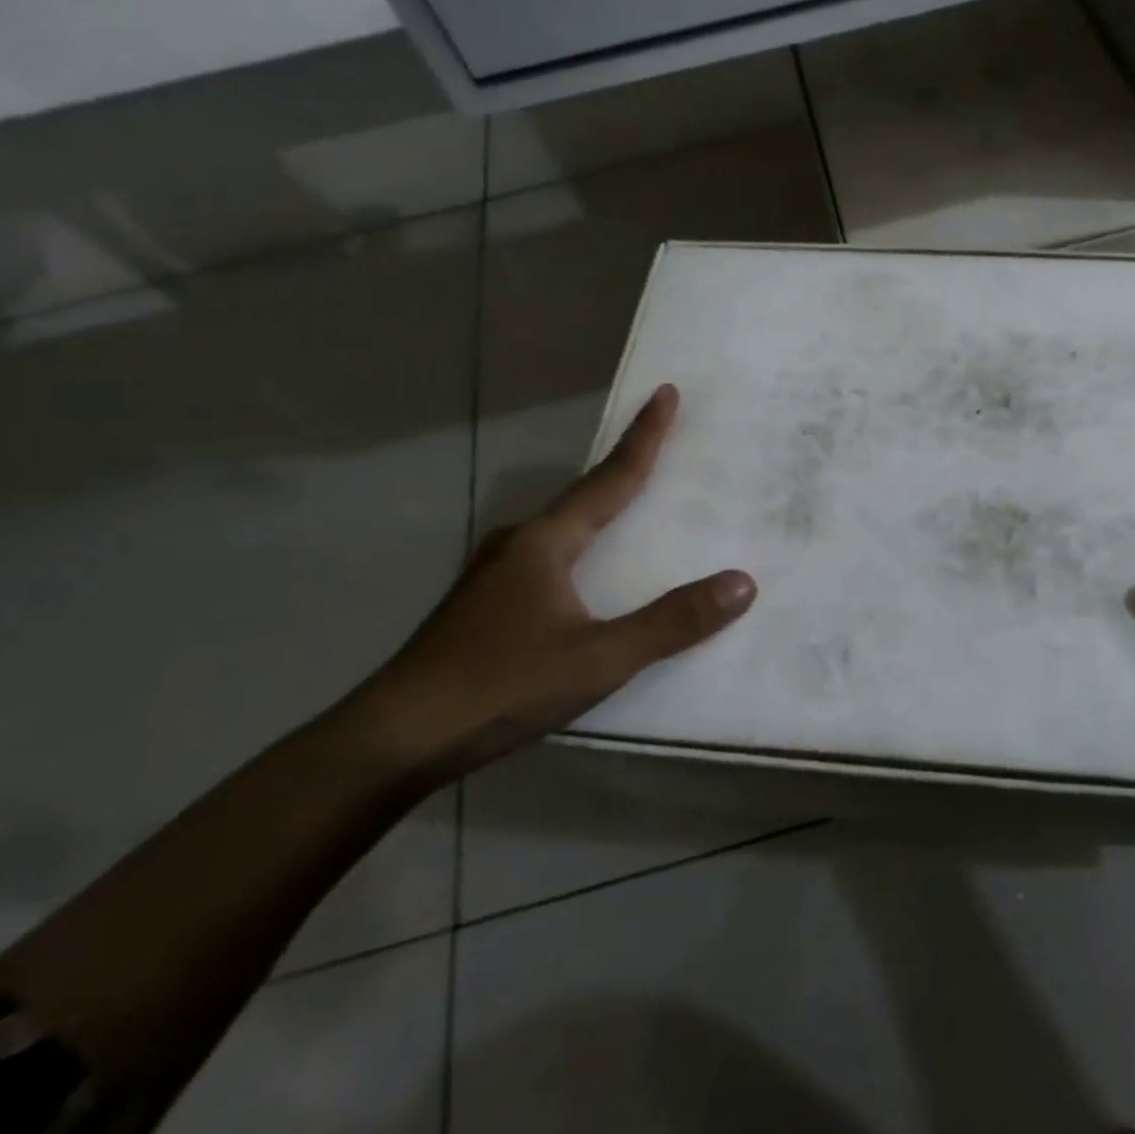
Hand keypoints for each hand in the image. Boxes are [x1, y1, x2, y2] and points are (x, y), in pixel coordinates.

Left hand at [345, 384, 755, 780]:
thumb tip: (743, 583)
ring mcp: (492, 575)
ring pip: (560, 530)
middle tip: (661, 447)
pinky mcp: (481, 606)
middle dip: (623, 470)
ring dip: (598, 511)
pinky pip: (545, 559)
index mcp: (545, 542)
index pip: (610, 478)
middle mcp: (517, 544)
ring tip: (631, 510)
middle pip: (583, 496)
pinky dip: (579, 549)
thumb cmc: (500, 687)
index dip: (644, 437)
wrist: (391, 741)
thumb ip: (671, 623)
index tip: (666, 392)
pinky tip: (586, 578)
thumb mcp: (598, 658)